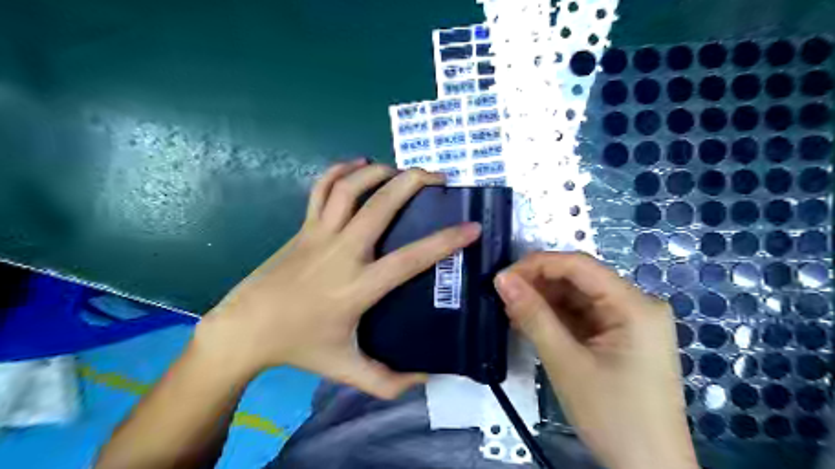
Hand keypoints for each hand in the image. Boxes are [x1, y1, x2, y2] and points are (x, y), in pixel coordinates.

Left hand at [195, 161, 478, 399]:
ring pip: (350, 188)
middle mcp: (342, 252)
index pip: (410, 258)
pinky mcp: (303, 227)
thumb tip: (428, 378)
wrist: (246, 328)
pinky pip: (321, 189)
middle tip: (438, 177)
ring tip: (403, 171)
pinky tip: (359, 164)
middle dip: (413, 183)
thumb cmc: (299, 347)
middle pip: (380, 205)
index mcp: (358, 287)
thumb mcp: (346, 370)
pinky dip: (340, 170)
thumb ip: (389, 381)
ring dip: (380, 172)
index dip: (445, 241)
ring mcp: (320, 234)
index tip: (471, 227)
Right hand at [490, 255, 695, 467]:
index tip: (502, 278)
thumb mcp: (566, 363)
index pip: (579, 265)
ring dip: (544, 302)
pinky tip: (532, 325)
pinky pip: (584, 316)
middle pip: (579, 279)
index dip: (537, 265)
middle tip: (503, 298)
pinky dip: (557, 319)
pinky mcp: (622, 338)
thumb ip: (533, 316)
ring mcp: (631, 322)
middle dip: (538, 285)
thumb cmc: (612, 416)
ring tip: (513, 313)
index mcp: (634, 305)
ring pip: (579, 297)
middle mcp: (637, 305)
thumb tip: (502, 279)